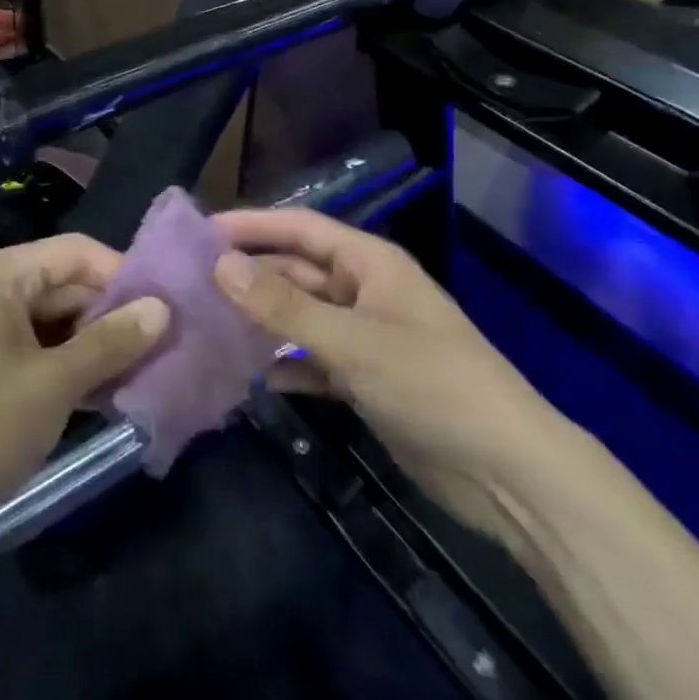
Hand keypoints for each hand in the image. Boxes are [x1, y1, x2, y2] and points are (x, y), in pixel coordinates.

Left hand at [0, 235, 168, 547]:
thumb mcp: (54, 383)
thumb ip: (110, 342)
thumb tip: (163, 309)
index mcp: (2, 273)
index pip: (78, 253)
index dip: (125, 277)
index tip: (169, 310)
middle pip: (69, 286)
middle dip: (114, 317)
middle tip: (166, 348)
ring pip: (58, 322)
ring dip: (97, 347)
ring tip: (147, 374)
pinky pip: (40, 350)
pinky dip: (72, 367)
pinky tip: (109, 395)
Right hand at [212, 209, 561, 536]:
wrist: (507, 474)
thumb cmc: (431, 384)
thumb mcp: (352, 341)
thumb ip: (282, 306)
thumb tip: (219, 265)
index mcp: (370, 263)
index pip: (300, 228)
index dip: (252, 225)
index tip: (200, 232)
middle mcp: (365, 292)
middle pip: (296, 273)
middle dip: (250, 278)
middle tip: (191, 285)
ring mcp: (366, 337)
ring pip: (301, 318)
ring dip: (262, 322)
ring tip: (208, 326)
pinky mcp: (366, 380)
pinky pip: (314, 361)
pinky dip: (286, 365)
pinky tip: (252, 377)